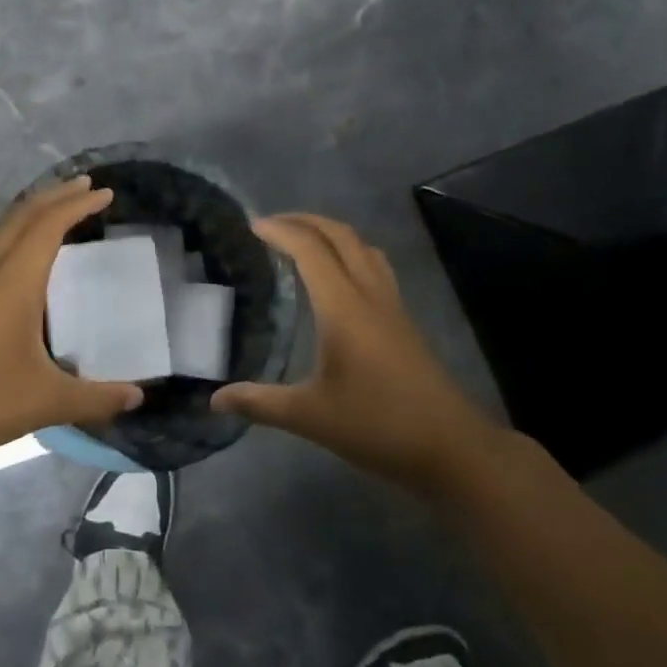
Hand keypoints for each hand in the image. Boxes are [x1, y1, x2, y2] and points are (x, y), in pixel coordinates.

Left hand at [0, 176, 141, 460]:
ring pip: (3, 233)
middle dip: (56, 196)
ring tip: (59, 216)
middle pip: (23, 216)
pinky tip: (26, 267)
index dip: (77, 205)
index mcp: (13, 281)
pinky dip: (17, 241)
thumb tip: (137, 398)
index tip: (105, 193)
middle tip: (86, 186)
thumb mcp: (47, 401)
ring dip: (33, 216)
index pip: (48, 226)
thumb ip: (96, 399)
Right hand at [212, 213, 497, 494]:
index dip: (280, 231)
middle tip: (271, 225)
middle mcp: (369, 294)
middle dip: (304, 220)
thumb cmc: (377, 425)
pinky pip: (375, 267)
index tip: (250, 225)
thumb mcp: (310, 417)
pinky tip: (338, 280)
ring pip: (362, 247)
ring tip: (302, 242)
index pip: (310, 249)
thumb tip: (215, 400)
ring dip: (331, 233)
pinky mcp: (403, 320)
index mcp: (343, 306)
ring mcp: (392, 305)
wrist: (450, 446)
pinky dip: (350, 254)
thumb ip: (260, 403)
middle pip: (340, 235)